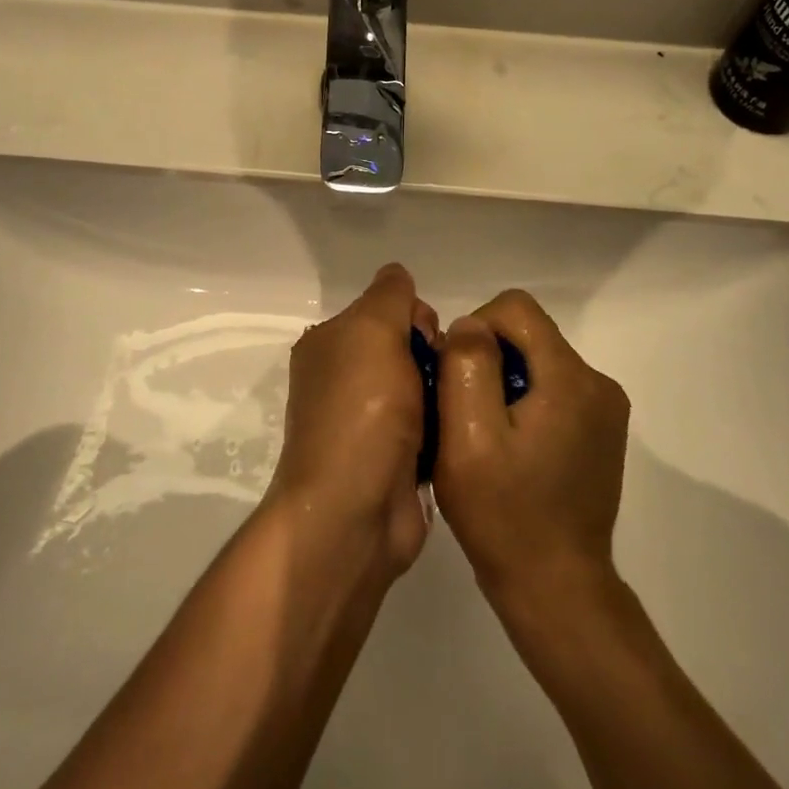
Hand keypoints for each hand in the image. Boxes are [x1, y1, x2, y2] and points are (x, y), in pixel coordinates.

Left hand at [269, 263, 439, 579]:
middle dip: (435, 355)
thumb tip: (398, 276)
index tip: (431, 339)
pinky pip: (430, 427)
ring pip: (422, 387)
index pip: (385, 308)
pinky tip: (459, 434)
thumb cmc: (361, 411)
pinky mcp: (392, 460)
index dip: (415, 317)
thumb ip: (389, 295)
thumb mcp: (372, 330)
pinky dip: (445, 427)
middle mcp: (342, 379)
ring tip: (459, 407)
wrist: (354, 512)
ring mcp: (366, 423)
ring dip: (444, 393)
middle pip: (407, 347)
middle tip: (446, 378)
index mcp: (329, 345)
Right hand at [433, 290, 630, 620]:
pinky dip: (522, 404)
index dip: (476, 329)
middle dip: (488, 359)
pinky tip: (508, 450)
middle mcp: (597, 383)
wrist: (556, 588)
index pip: (515, 307)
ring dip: (503, 383)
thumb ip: (467, 365)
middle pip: (528, 334)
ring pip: (537, 362)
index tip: (457, 377)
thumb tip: (471, 326)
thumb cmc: (505, 514)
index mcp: (570, 377)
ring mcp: (604, 410)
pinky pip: (552, 390)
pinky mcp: (600, 432)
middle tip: (463, 414)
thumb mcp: (468, 437)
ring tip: (484, 436)